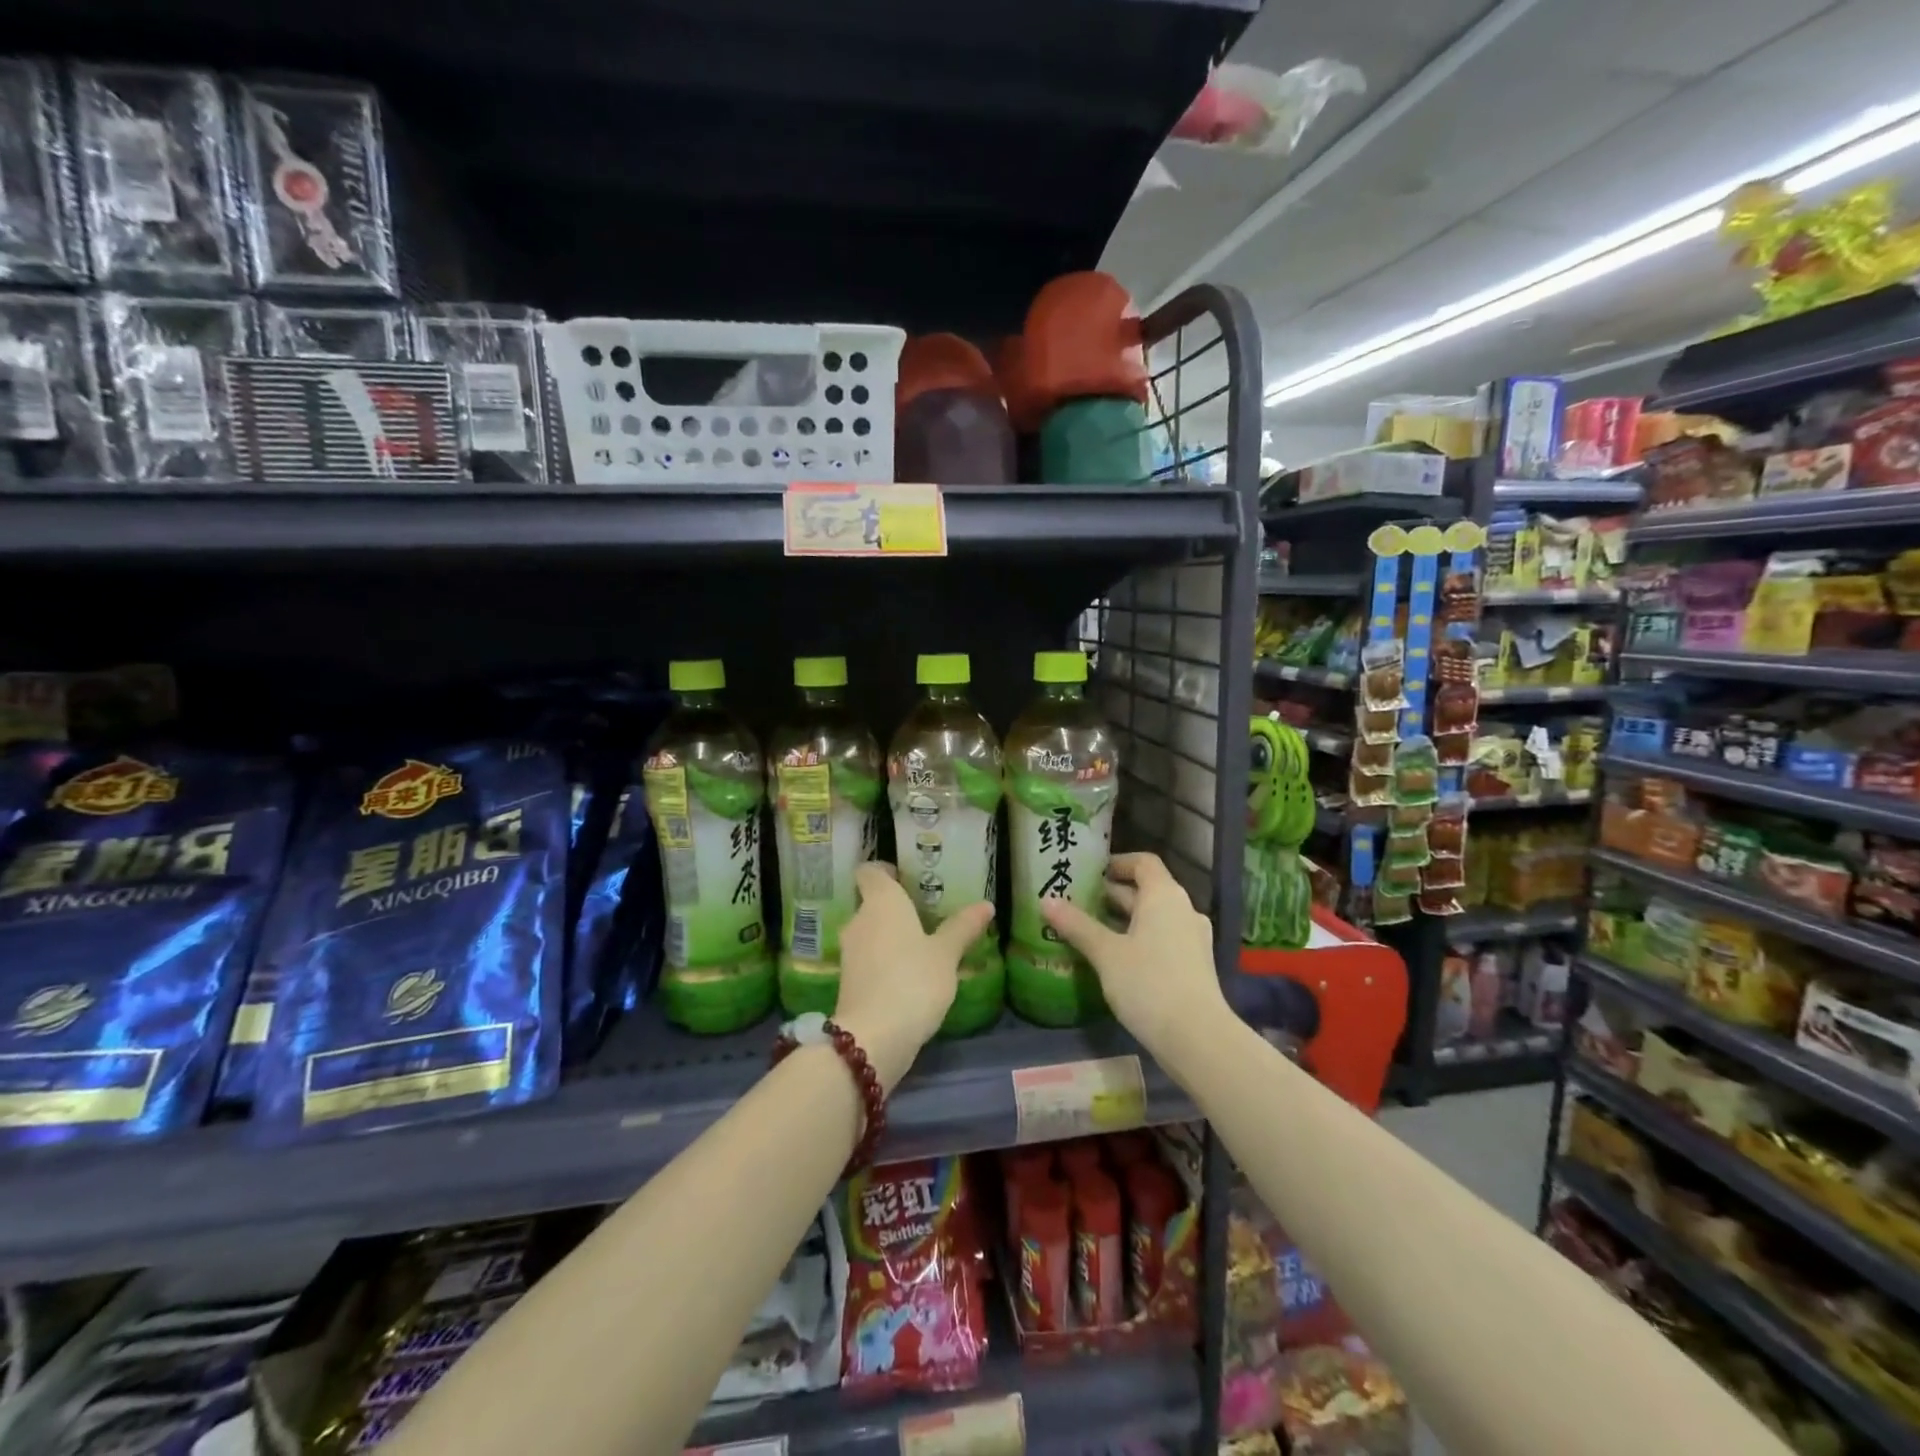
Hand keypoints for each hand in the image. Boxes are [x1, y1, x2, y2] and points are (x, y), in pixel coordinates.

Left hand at [834, 863, 993, 1091]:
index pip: (870, 871)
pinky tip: (908, 973)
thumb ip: (963, 927)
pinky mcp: (848, 980)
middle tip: (927, 913)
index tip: (908, 877)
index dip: (885, 870)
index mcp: (881, 901)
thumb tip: (986, 904)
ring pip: (870, 931)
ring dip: (890, 935)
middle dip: (895, 907)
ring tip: (922, 944)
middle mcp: (859, 919)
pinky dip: (884, 959)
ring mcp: (850, 950)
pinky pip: (868, 957)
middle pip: (872, 901)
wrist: (873, 1038)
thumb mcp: (946, 954)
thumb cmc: (913, 981)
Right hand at [1041, 853, 1228, 1065]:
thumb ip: (1076, 925)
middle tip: (1076, 903)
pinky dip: (1137, 940)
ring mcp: (1192, 938)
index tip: (1089, 873)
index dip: (1117, 863)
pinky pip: (1161, 939)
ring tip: (1088, 931)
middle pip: (1146, 890)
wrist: (1197, 1038)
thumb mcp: (1106, 953)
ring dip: (1122, 920)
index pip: (1143, 862)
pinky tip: (1113, 960)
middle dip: (1111, 895)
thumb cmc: (1148, 983)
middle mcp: (1183, 909)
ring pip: (1153, 918)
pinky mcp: (1193, 965)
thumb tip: (1046, 900)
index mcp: (1164, 895)